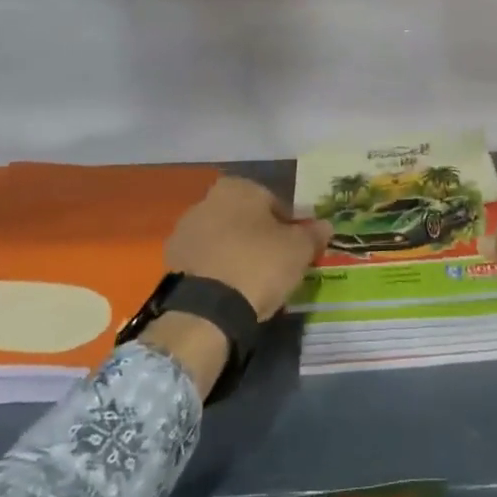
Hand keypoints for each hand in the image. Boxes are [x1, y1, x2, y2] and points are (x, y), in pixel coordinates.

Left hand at [141, 176, 328, 395]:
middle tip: (276, 266)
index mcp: (238, 187)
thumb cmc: (259, 264)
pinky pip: (205, 260)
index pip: (274, 203)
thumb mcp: (299, 250)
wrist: (207, 309)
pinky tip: (230, 291)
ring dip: (236, 253)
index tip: (295, 250)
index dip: (289, 227)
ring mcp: (185, 230)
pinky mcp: (172, 260)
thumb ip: (313, 234)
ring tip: (253, 283)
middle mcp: (207, 200)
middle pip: (245, 218)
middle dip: (259, 237)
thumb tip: (325, 225)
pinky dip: (217, 270)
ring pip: (223, 239)